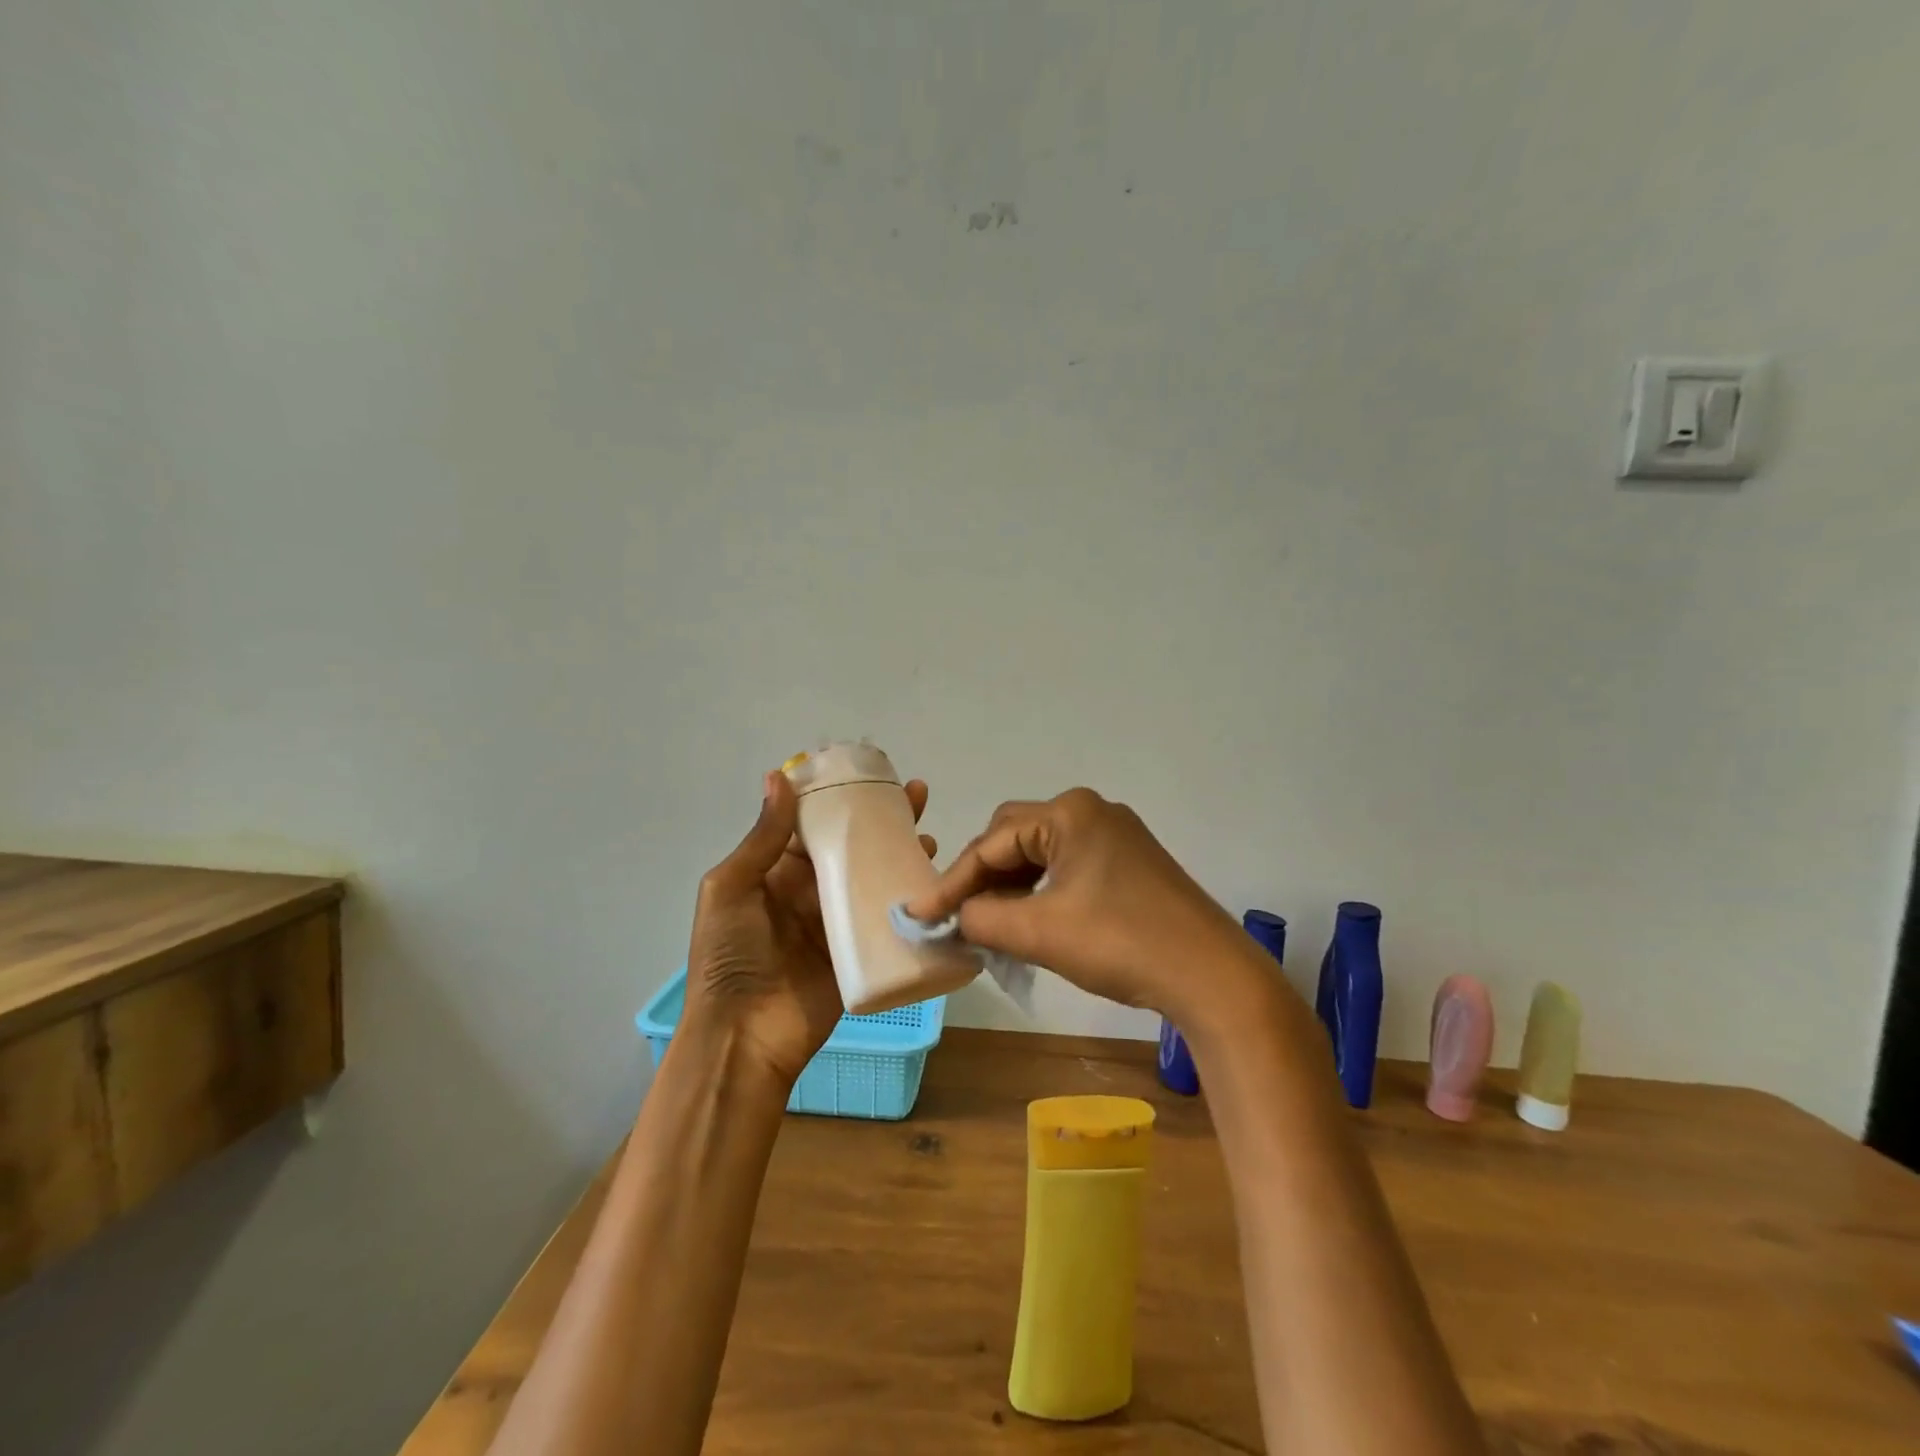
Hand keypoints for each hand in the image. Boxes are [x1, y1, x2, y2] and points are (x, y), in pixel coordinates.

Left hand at [684, 769, 934, 1084]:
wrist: (745, 1036)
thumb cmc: (729, 956)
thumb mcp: (730, 889)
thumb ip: (762, 838)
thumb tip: (780, 777)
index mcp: (777, 871)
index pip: (813, 823)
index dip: (839, 797)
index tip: (870, 771)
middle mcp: (811, 889)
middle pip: (851, 845)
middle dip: (881, 819)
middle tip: (916, 794)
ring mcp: (837, 920)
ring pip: (873, 875)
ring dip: (900, 852)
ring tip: (928, 832)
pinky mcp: (860, 950)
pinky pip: (885, 916)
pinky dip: (908, 896)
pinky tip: (931, 877)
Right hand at [905, 788, 1263, 1026]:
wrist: (1212, 976)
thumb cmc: (1120, 943)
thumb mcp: (1040, 932)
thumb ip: (983, 919)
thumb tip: (957, 917)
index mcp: (1069, 813)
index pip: (993, 842)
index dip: (953, 881)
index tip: (920, 914)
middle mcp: (1092, 811)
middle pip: (1015, 838)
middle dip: (982, 877)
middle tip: (956, 916)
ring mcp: (1116, 836)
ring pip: (1042, 854)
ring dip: (1012, 886)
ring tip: (988, 923)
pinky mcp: (1131, 863)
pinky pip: (1069, 867)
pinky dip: (1042, 892)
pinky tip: (1030, 920)